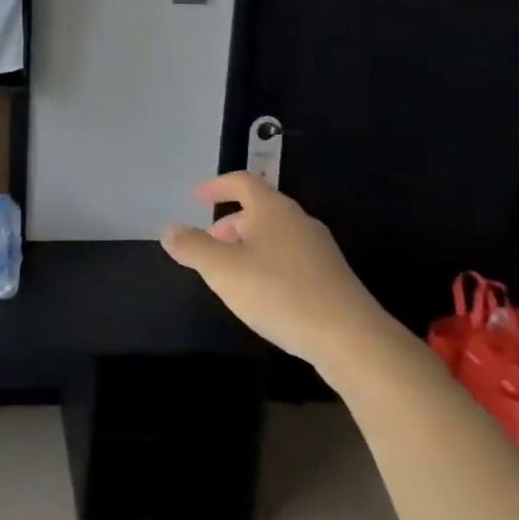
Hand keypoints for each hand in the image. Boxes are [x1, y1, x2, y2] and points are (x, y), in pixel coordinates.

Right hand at [161, 173, 394, 368]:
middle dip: (229, 223)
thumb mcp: (222, 269)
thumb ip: (192, 247)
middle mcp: (298, 221)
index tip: (196, 196)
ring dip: (247, 246)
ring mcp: (319, 249)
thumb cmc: (278, 292)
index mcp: (272, 209)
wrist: (349, 337)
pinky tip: (261, 294)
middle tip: (207, 243)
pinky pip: (289, 258)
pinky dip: (267, 264)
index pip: (242, 182)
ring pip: (274, 236)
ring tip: (229, 273)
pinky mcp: (331, 277)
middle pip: (259, 210)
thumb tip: (170, 229)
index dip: (216, 186)